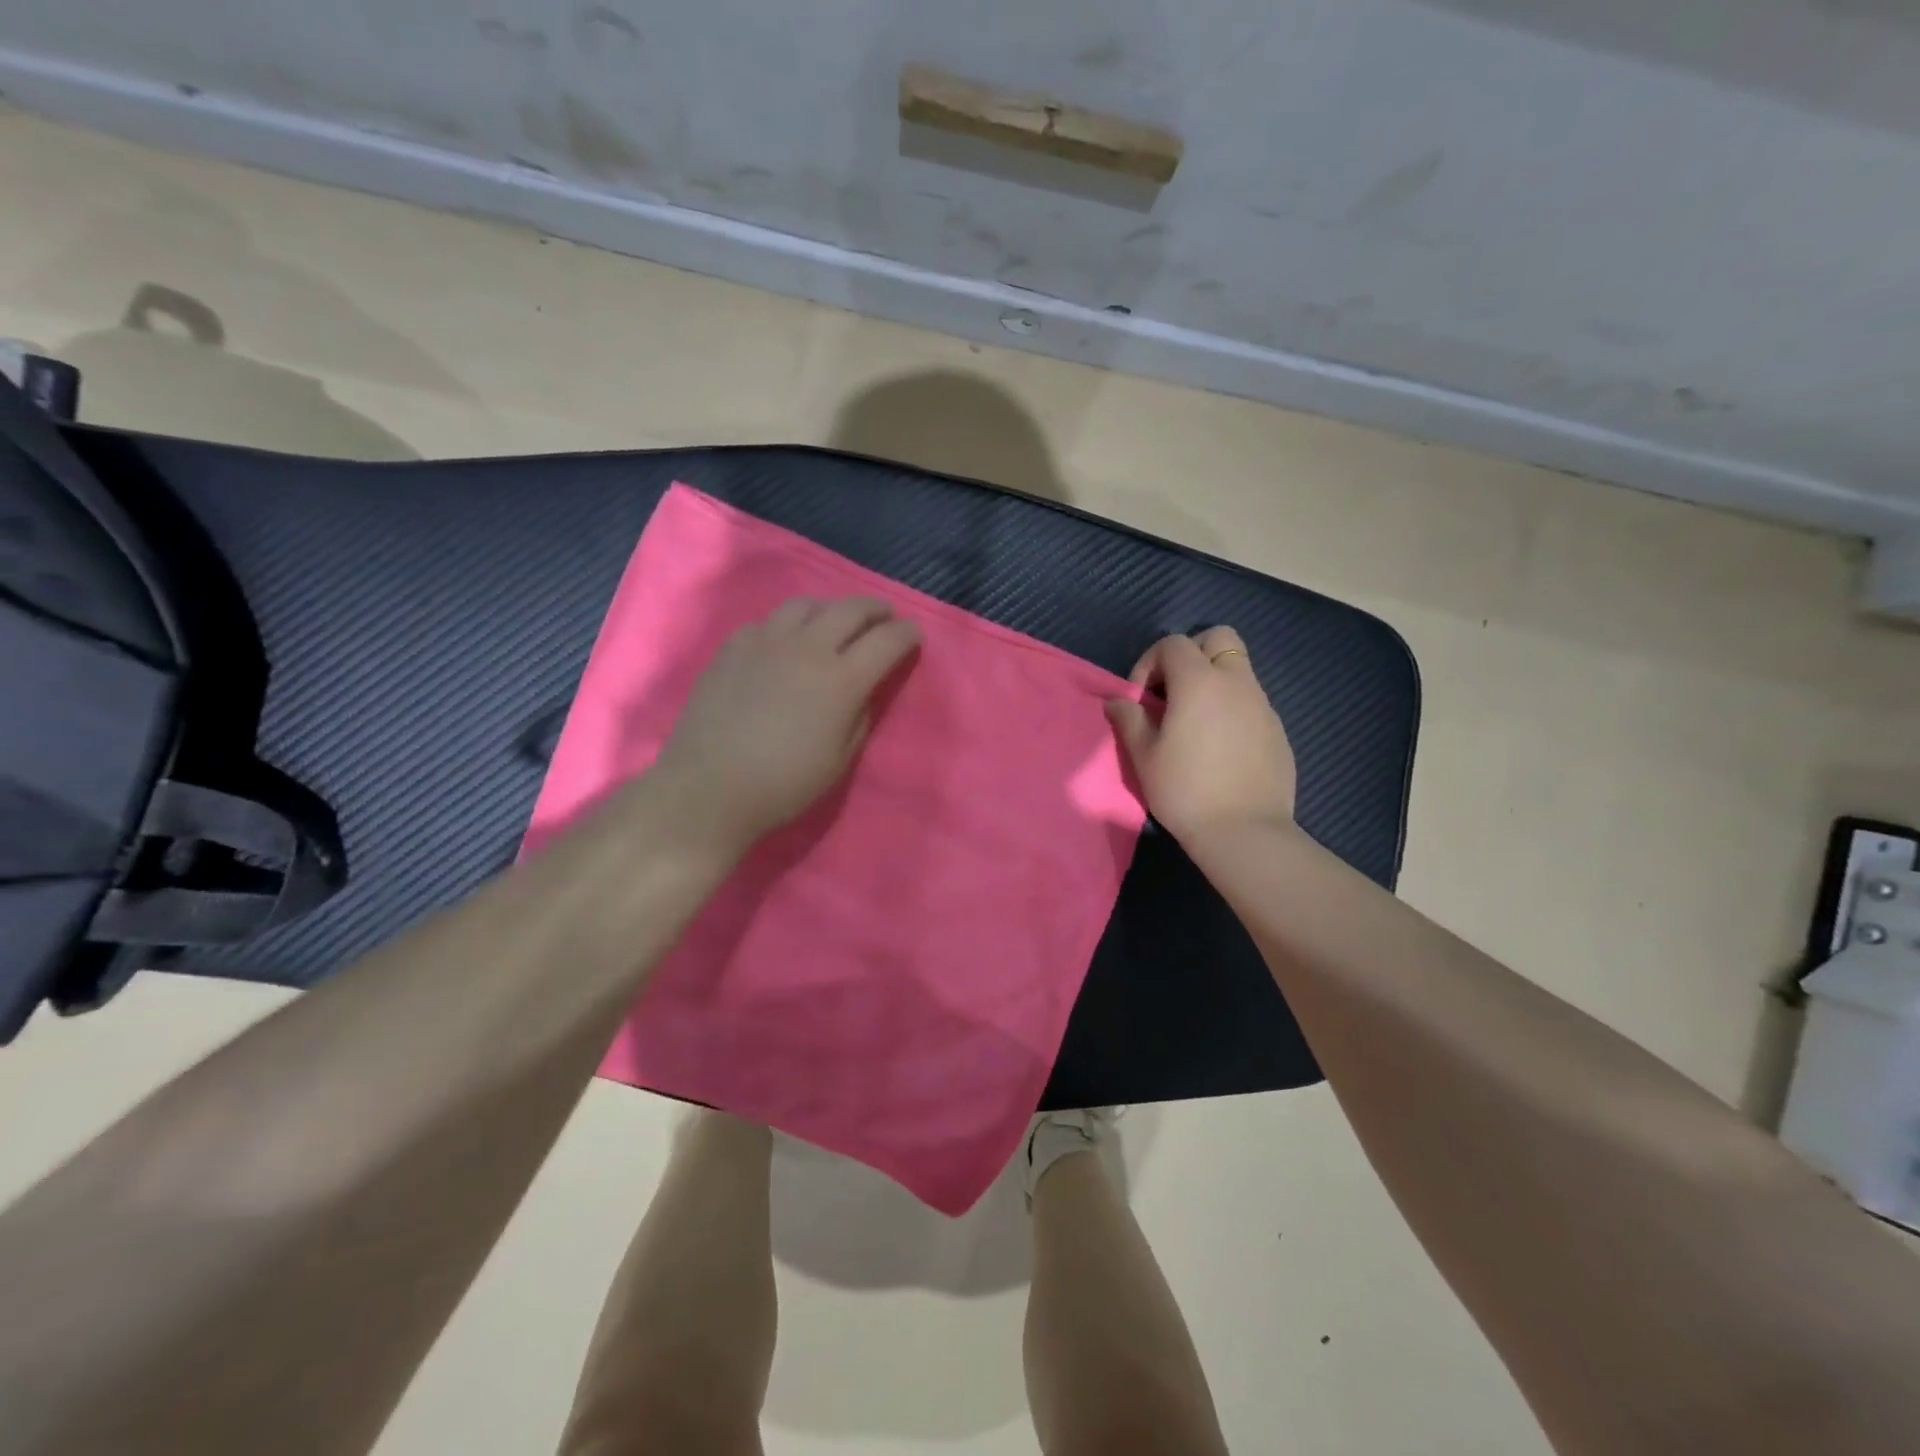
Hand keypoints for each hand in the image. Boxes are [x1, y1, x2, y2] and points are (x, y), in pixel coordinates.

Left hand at [652, 597, 920, 853]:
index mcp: (841, 680)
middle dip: (876, 609)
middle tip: (885, 616)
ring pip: (807, 605)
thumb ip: (860, 717)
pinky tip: (787, 642)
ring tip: (836, 622)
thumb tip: (863, 690)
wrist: (709, 788)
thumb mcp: (840, 760)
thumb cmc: (783, 785)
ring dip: (832, 609)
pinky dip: (791, 624)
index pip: (886, 640)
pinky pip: (770, 621)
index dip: (906, 634)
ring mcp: (766, 641)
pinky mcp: (734, 646)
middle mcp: (808, 648)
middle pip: (851, 609)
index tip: (914, 635)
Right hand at [1105, 627, 1295, 842]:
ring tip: (1193, 722)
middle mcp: (1236, 683)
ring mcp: (1262, 705)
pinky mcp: (1277, 730)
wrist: (1245, 832)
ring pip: (1238, 670)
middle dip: (1191, 654)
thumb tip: (1117, 701)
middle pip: (1218, 638)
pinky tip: (1219, 747)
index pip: (1173, 644)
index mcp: (1200, 682)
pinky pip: (1251, 702)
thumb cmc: (1185, 790)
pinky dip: (1231, 708)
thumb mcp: (1144, 756)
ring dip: (1212, 682)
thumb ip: (1129, 719)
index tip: (1141, 699)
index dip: (1150, 663)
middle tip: (1173, 692)